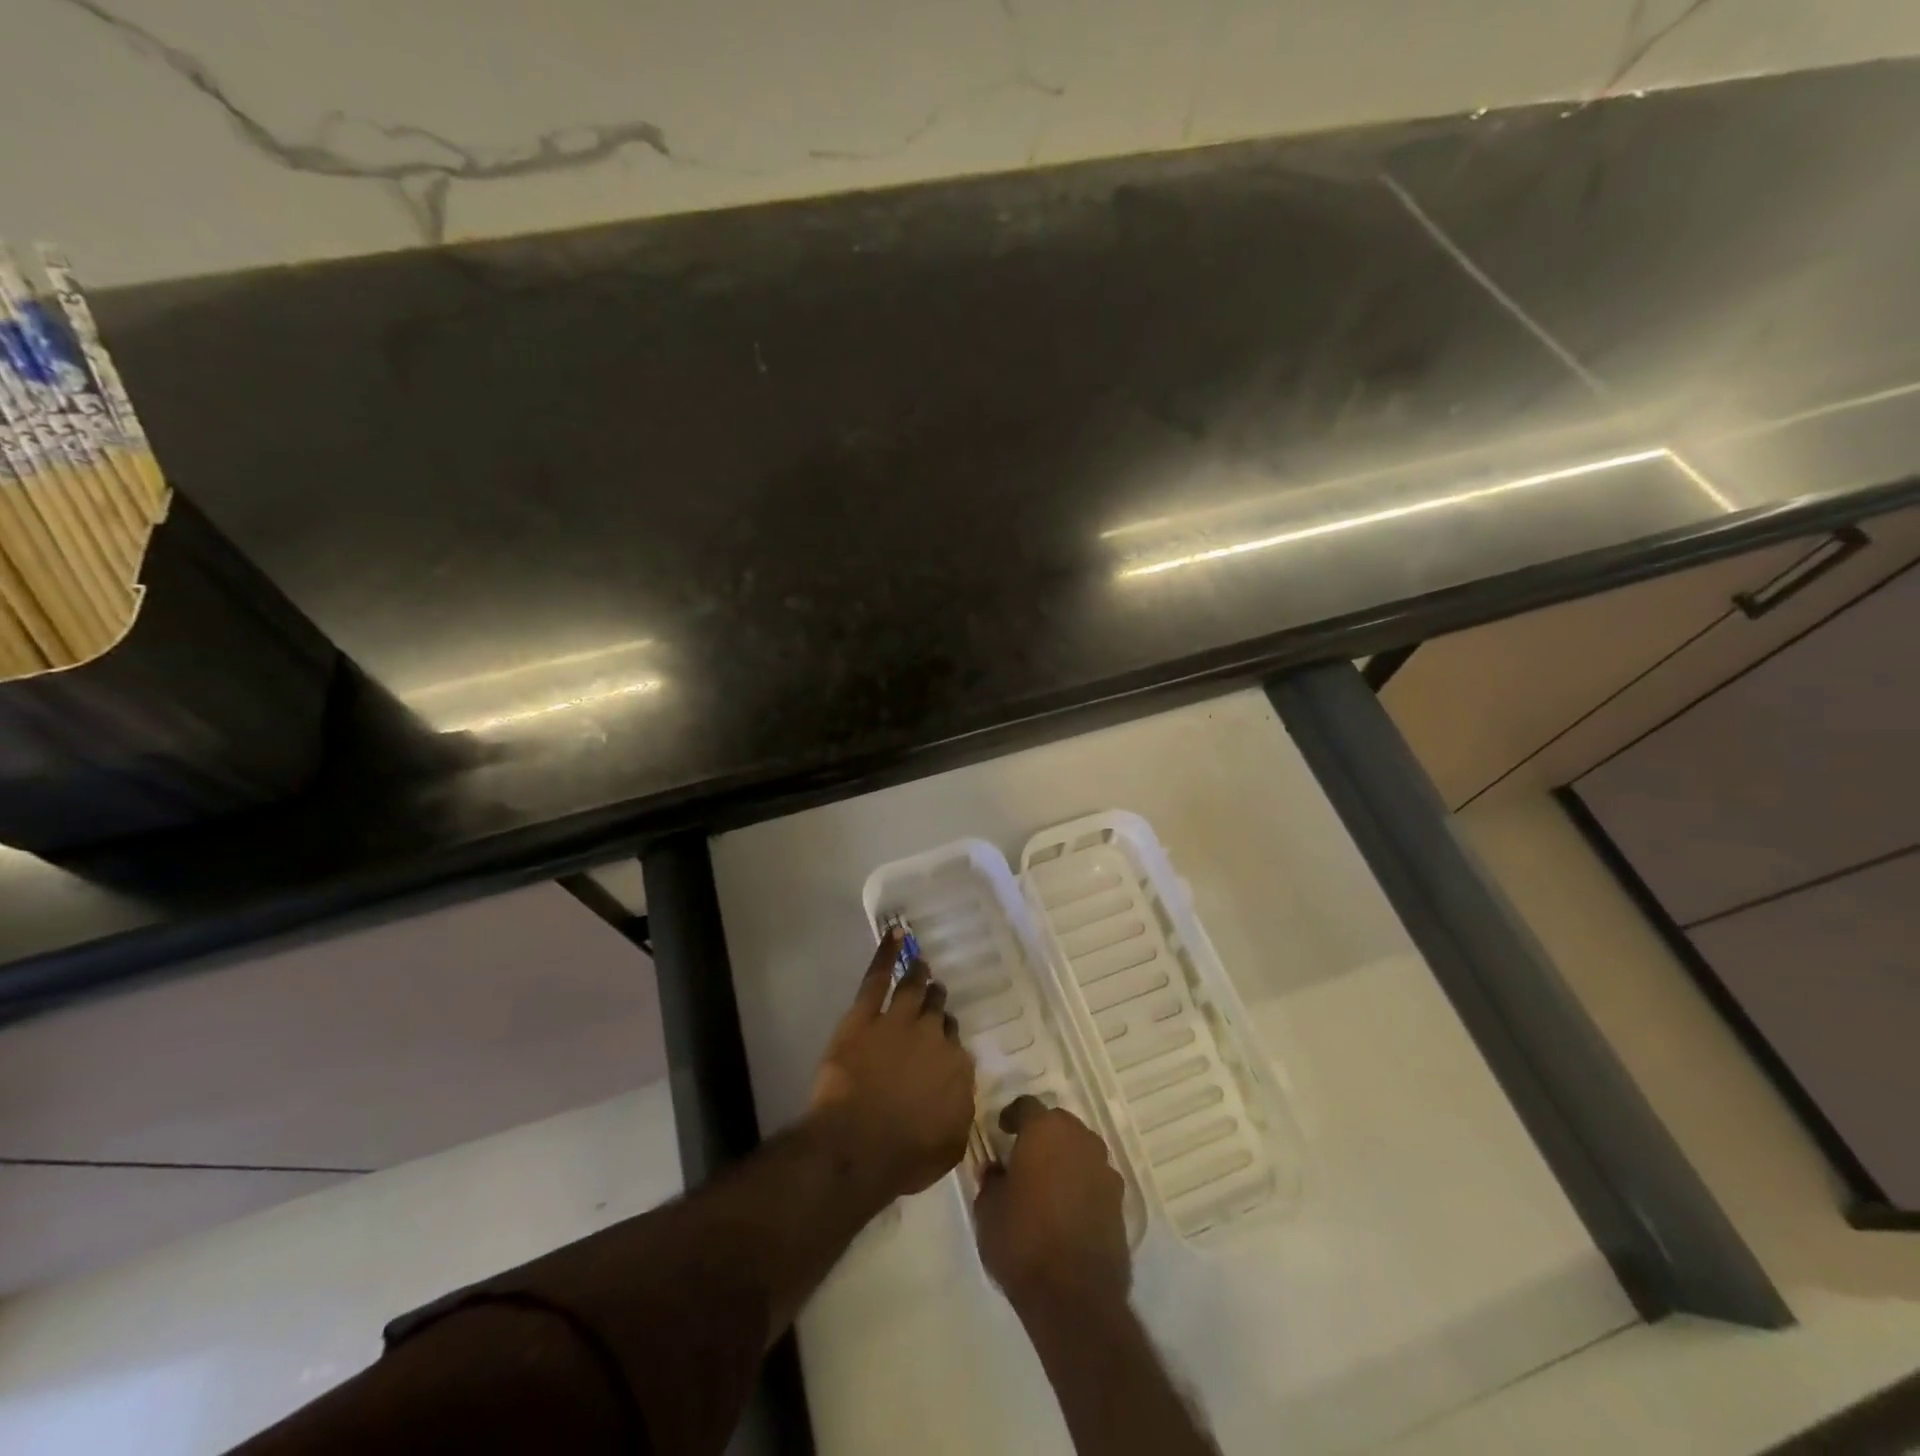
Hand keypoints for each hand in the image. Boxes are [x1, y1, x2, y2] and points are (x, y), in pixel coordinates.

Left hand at [807, 928, 975, 1209]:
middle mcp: (933, 1037)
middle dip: (937, 1003)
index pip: (956, 1047)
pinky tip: (893, 934)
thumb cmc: (905, 1156)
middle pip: (938, 1014)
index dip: (948, 1043)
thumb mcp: (950, 1145)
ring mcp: (898, 1021)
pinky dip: (886, 953)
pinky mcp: (864, 1015)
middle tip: (935, 995)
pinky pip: (877, 977)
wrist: (859, 1145)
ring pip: (913, 989)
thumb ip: (959, 1112)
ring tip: (921, 963)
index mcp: (957, 1068)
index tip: (943, 1043)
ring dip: (919, 975)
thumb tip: (960, 1095)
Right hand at [975, 1097, 1131, 1317]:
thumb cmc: (1023, 1242)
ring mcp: (1104, 1169)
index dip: (1012, 1115)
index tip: (1002, 1130)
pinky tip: (1068, 1207)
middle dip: (1042, 1133)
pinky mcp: (1120, 1201)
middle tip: (1025, 1155)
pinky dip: (1082, 1183)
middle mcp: (1079, 1139)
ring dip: (1065, 1157)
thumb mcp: (988, 1210)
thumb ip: (991, 1181)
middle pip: (1059, 1123)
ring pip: (1081, 1148)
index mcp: (1044, 1131)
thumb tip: (997, 1170)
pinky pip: (1095, 1178)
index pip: (1027, 1105)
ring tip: (1048, 1182)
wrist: (1075, 1297)